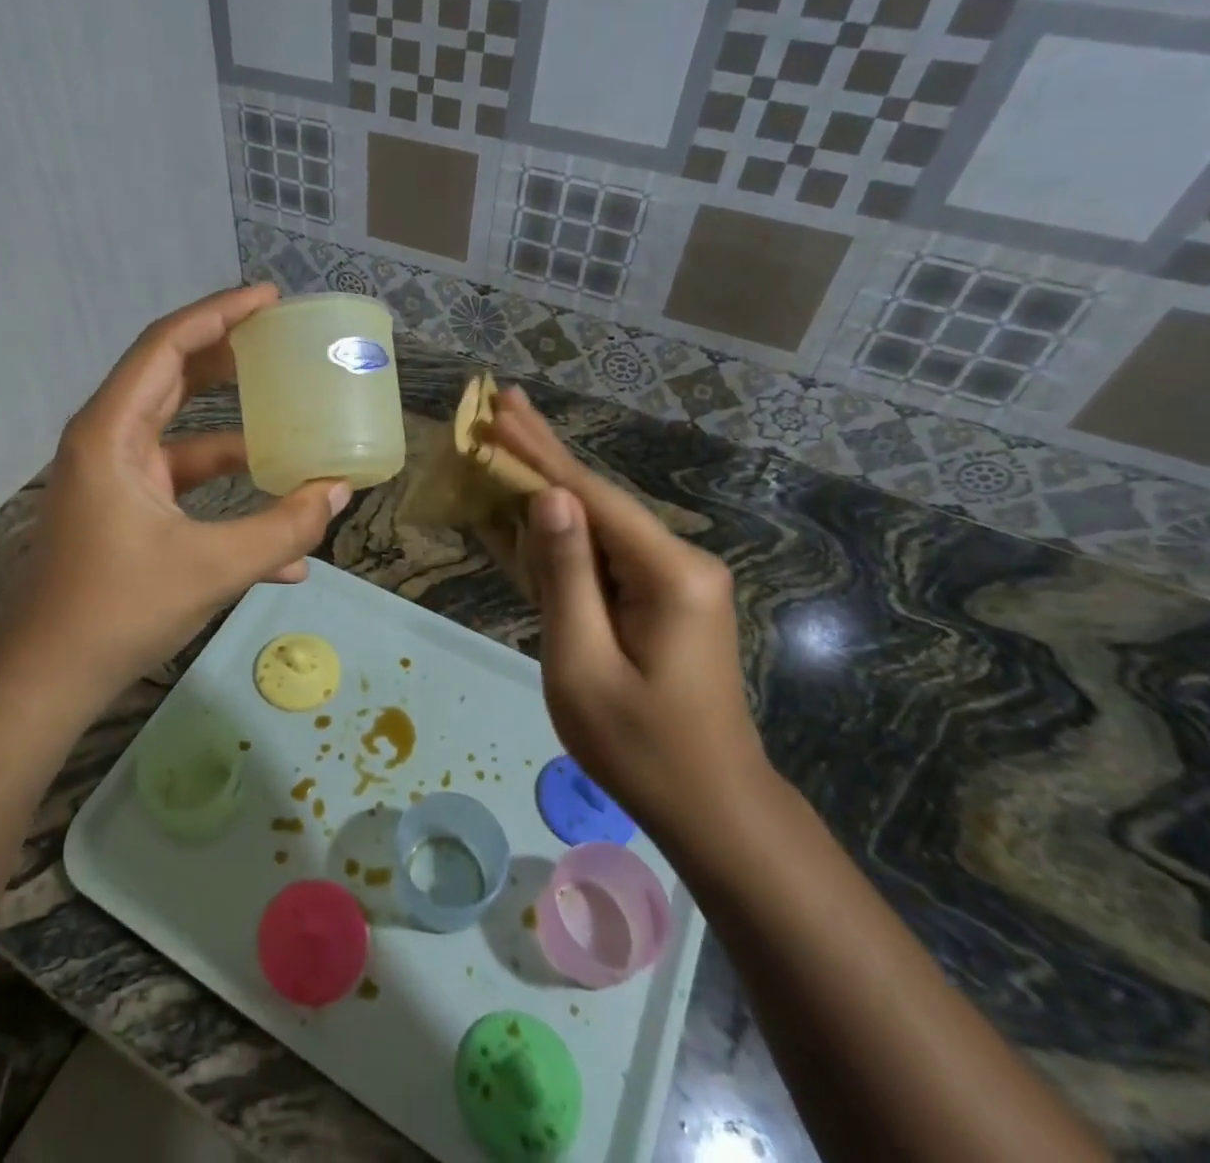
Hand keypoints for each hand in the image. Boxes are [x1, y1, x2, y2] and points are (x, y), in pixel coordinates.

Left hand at [0, 286, 348, 702]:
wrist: (49, 677)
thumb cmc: (118, 610)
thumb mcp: (213, 567)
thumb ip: (283, 528)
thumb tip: (339, 492)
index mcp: (113, 433)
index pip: (167, 345)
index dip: (219, 313)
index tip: (270, 299)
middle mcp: (110, 441)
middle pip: (174, 377)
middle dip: (230, 357)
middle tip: (284, 342)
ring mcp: (118, 478)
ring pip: (186, 436)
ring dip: (239, 434)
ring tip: (296, 422)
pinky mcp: (129, 511)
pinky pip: (186, 487)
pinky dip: (228, 496)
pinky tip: (283, 534)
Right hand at [486, 388, 772, 849]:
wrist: (710, 808)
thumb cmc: (640, 747)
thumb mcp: (584, 664)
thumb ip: (565, 576)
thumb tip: (548, 498)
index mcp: (669, 574)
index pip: (592, 496)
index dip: (539, 453)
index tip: (499, 413)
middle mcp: (678, 563)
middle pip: (597, 497)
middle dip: (545, 451)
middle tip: (504, 401)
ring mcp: (671, 581)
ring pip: (596, 524)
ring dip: (547, 487)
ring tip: (507, 440)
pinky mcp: (659, 599)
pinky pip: (600, 557)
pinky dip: (559, 535)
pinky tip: (526, 507)